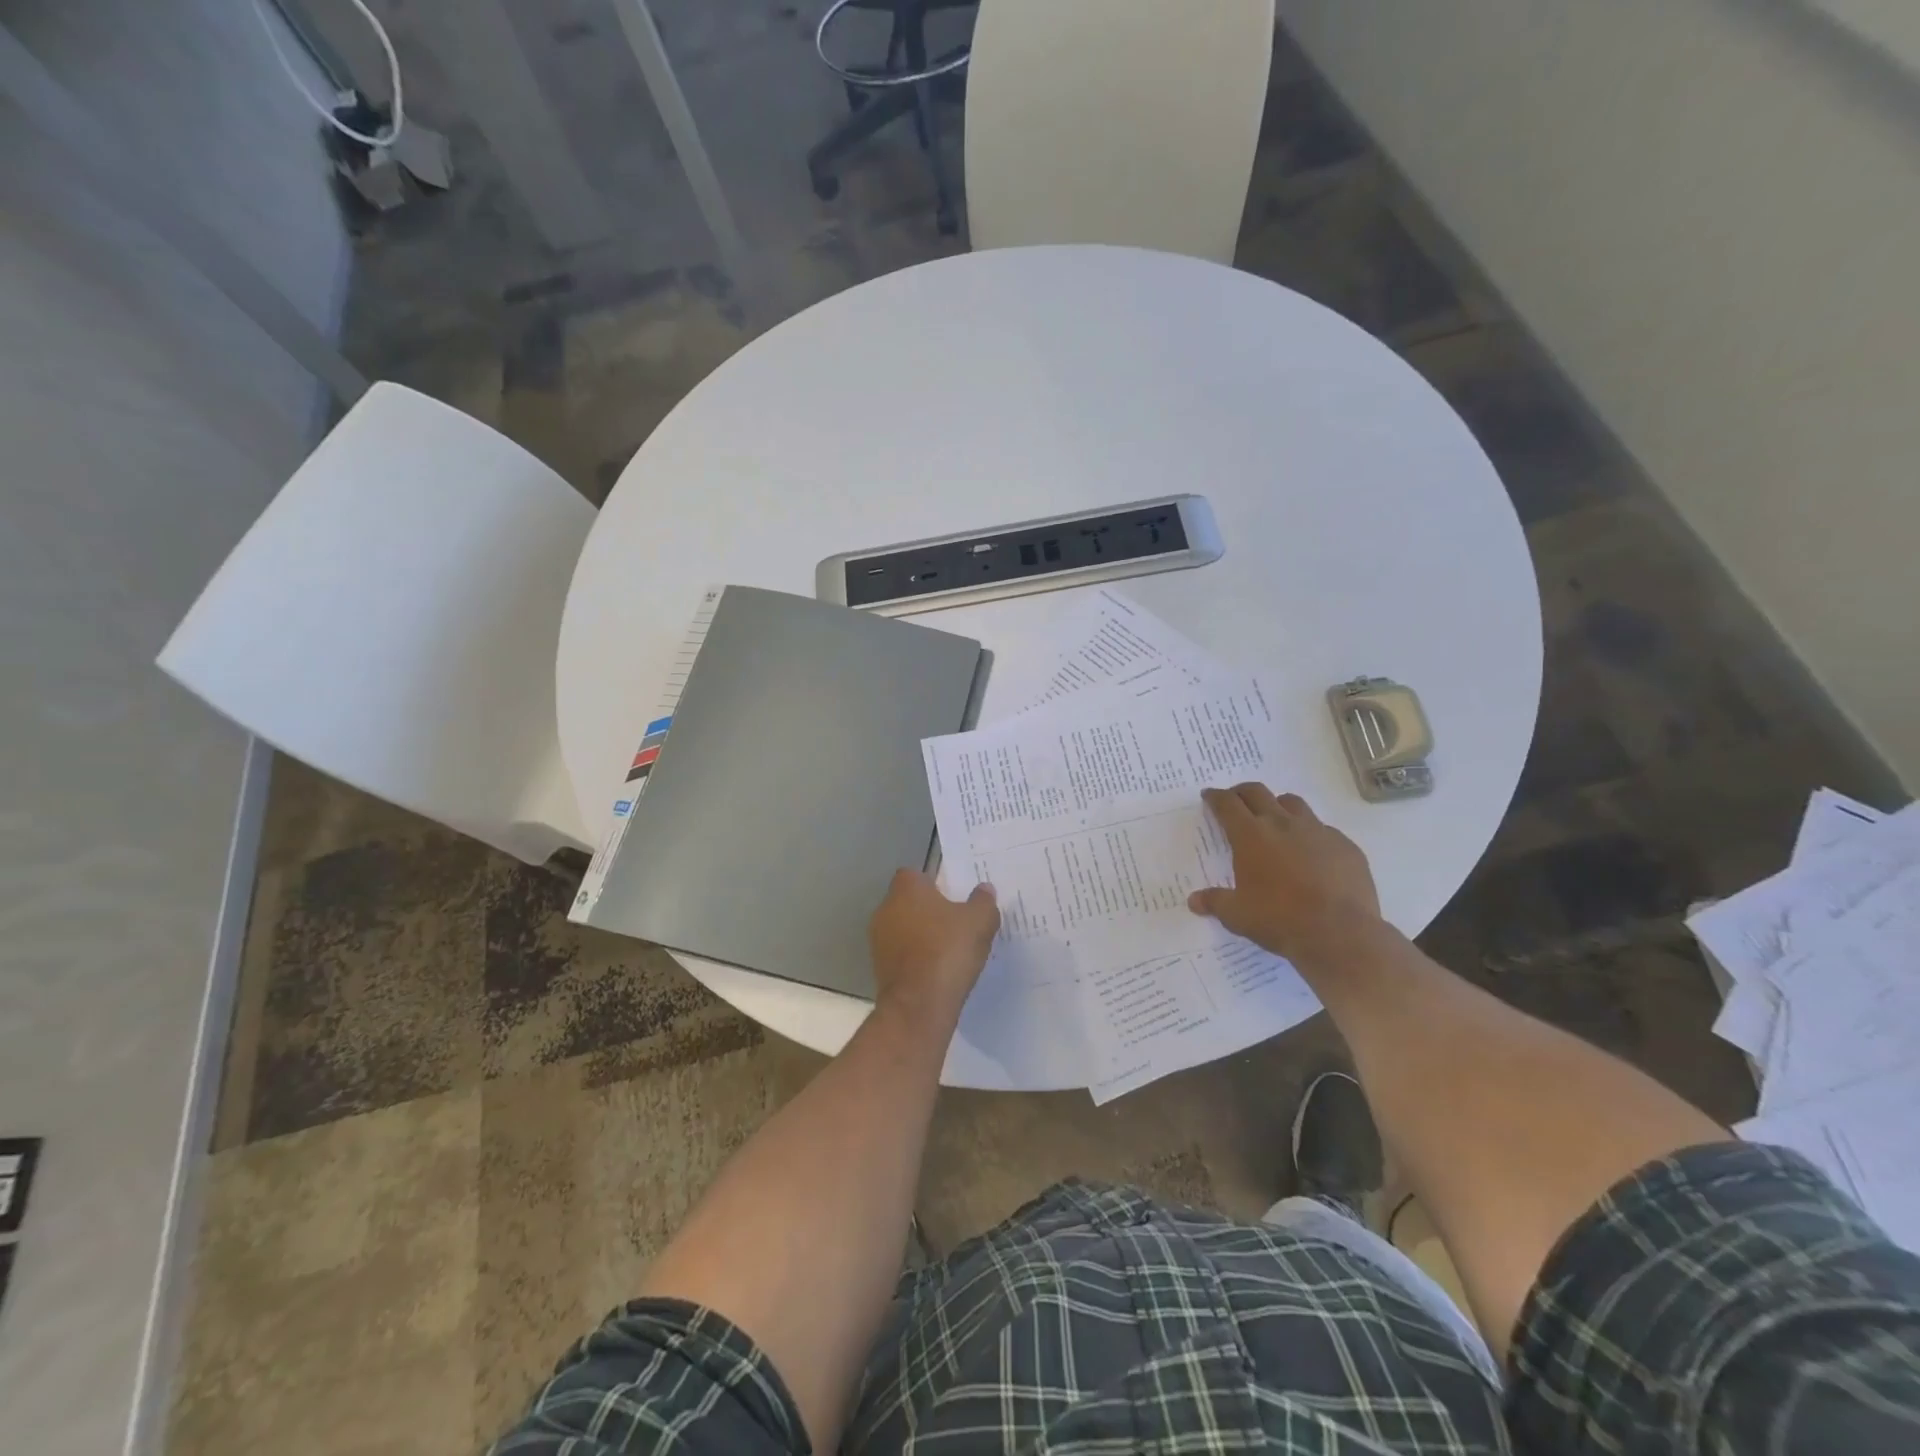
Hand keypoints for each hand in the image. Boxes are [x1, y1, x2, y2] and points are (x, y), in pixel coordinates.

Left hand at [868, 869, 999, 1029]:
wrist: (919, 1005)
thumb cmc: (948, 950)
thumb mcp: (980, 921)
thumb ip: (983, 901)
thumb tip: (984, 889)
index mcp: (907, 889)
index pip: (915, 875)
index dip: (934, 883)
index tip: (954, 896)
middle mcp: (886, 908)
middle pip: (909, 901)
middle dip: (929, 910)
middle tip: (956, 922)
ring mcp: (879, 940)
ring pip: (904, 928)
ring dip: (922, 936)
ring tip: (950, 949)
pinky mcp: (879, 968)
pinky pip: (902, 954)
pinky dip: (916, 958)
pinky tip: (938, 970)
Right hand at [1189, 784, 1381, 963]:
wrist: (1340, 934)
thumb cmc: (1279, 920)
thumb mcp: (1237, 915)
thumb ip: (1215, 902)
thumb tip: (1194, 901)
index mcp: (1250, 836)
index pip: (1227, 804)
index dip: (1215, 797)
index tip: (1209, 795)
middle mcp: (1282, 824)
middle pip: (1257, 792)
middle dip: (1242, 792)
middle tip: (1235, 800)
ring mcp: (1317, 831)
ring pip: (1293, 803)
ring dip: (1278, 805)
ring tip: (1274, 819)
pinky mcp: (1344, 845)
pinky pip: (1323, 829)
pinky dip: (1310, 833)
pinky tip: (1311, 853)